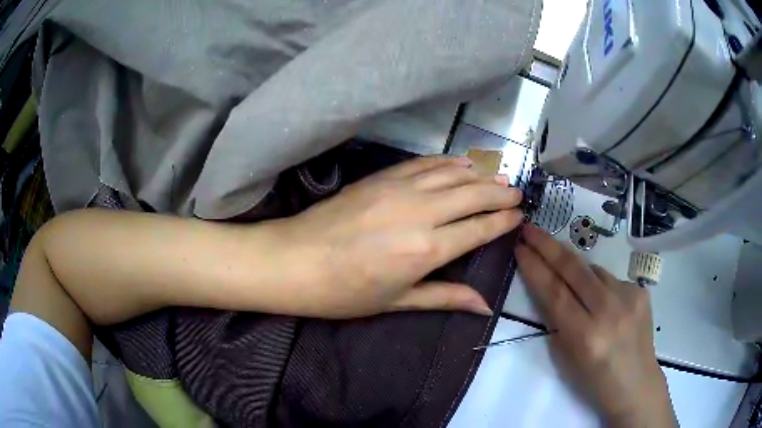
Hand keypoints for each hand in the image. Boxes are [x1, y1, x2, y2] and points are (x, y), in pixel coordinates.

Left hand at [274, 156, 523, 317]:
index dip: (503, 221)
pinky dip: (447, 161)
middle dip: (500, 193)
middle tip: (517, 193)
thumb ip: (445, 297)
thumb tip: (484, 306)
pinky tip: (460, 163)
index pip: (479, 229)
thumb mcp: (397, 301)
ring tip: (498, 176)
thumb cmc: (344, 292)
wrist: (295, 260)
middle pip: (473, 195)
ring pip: (452, 174)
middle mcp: (420, 212)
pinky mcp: (381, 177)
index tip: (520, 215)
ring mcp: (399, 189)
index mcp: (426, 250)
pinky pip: (424, 163)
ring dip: (479, 174)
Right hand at [515, 225, 676, 426]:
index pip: (554, 293)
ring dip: (574, 267)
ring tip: (565, 273)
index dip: (535, 268)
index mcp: (586, 336)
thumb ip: (558, 320)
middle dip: (548, 245)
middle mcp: (609, 311)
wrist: (636, 384)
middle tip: (530, 229)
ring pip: (593, 269)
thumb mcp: (567, 358)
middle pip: (574, 269)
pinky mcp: (641, 290)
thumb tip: (552, 287)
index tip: (519, 248)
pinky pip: (610, 278)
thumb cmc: (595, 381)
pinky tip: (600, 300)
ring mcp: (629, 297)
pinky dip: (598, 284)